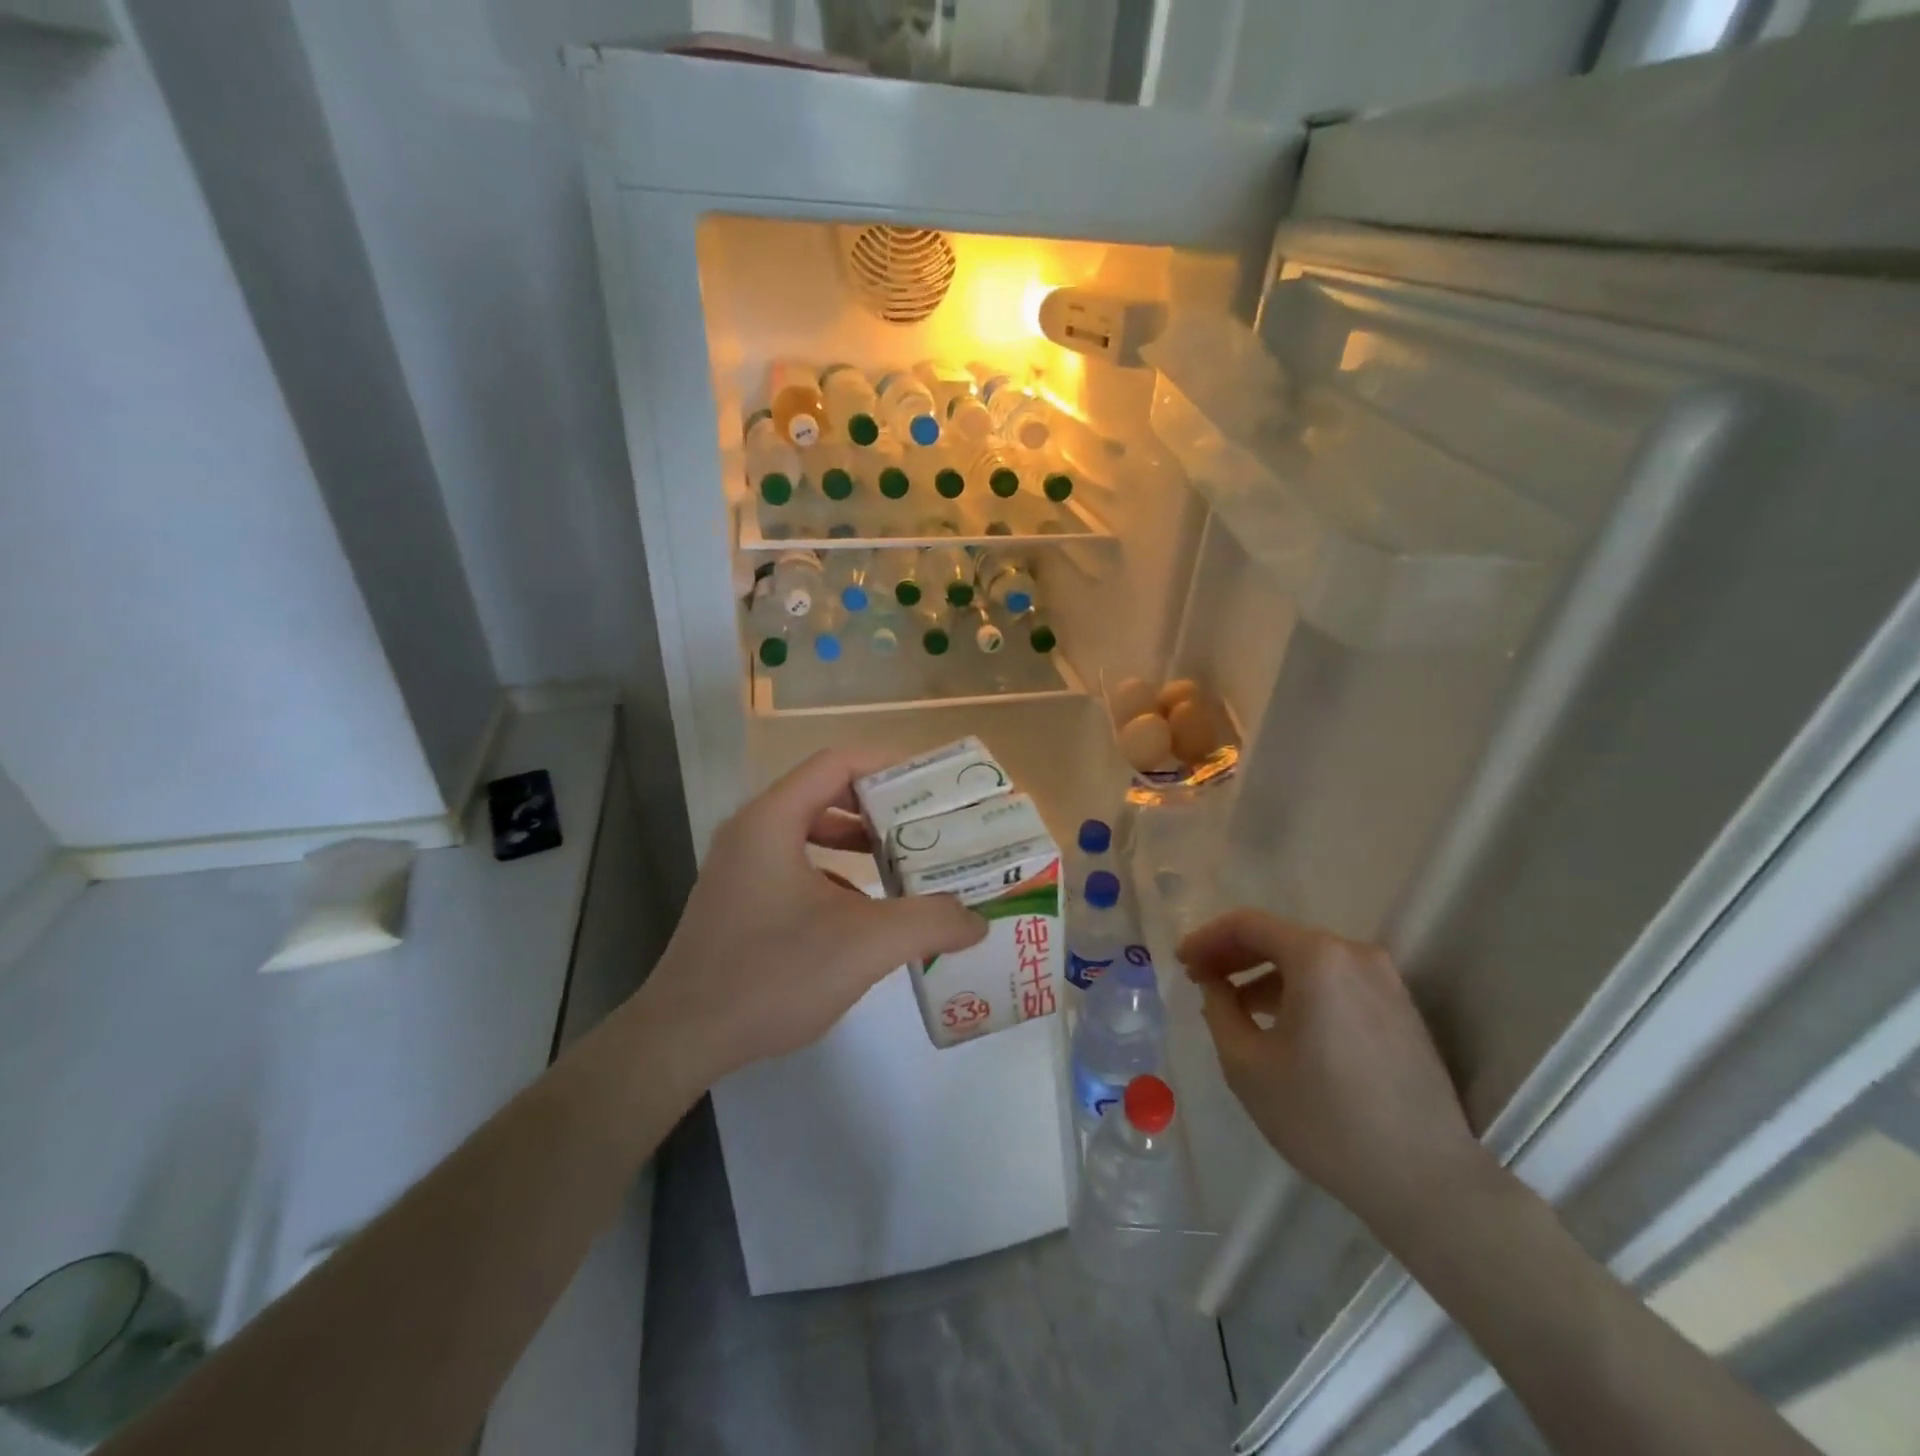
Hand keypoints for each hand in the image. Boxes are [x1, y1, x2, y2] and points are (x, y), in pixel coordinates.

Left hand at [635, 748, 986, 1087]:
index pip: (838, 763)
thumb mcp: (865, 945)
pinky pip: (796, 866)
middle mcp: (752, 831)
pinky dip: (835, 875)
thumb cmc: (772, 974)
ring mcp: (740, 867)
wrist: (682, 1040)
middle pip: (826, 793)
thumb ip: (929, 923)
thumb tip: (977, 920)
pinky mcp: (738, 901)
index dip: (888, 765)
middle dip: (880, 808)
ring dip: (858, 843)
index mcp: (773, 819)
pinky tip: (864, 911)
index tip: (932, 786)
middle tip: (927, 826)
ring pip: (810, 833)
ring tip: (904, 865)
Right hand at [1179, 909, 1493, 1233]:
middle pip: (1280, 937)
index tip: (1181, 963)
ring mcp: (1385, 981)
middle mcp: (1355, 955)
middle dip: (1234, 955)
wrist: (1424, 1180)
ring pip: (1309, 961)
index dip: (1206, 939)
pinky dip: (1300, 991)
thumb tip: (1215, 984)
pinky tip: (1280, 1023)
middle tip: (1200, 978)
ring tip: (1233, 1004)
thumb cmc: (1323, 1117)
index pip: (1247, 924)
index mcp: (1318, 958)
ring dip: (1265, 974)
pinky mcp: (1401, 1010)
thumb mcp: (1247, 1064)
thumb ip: (1219, 1009)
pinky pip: (1336, 983)